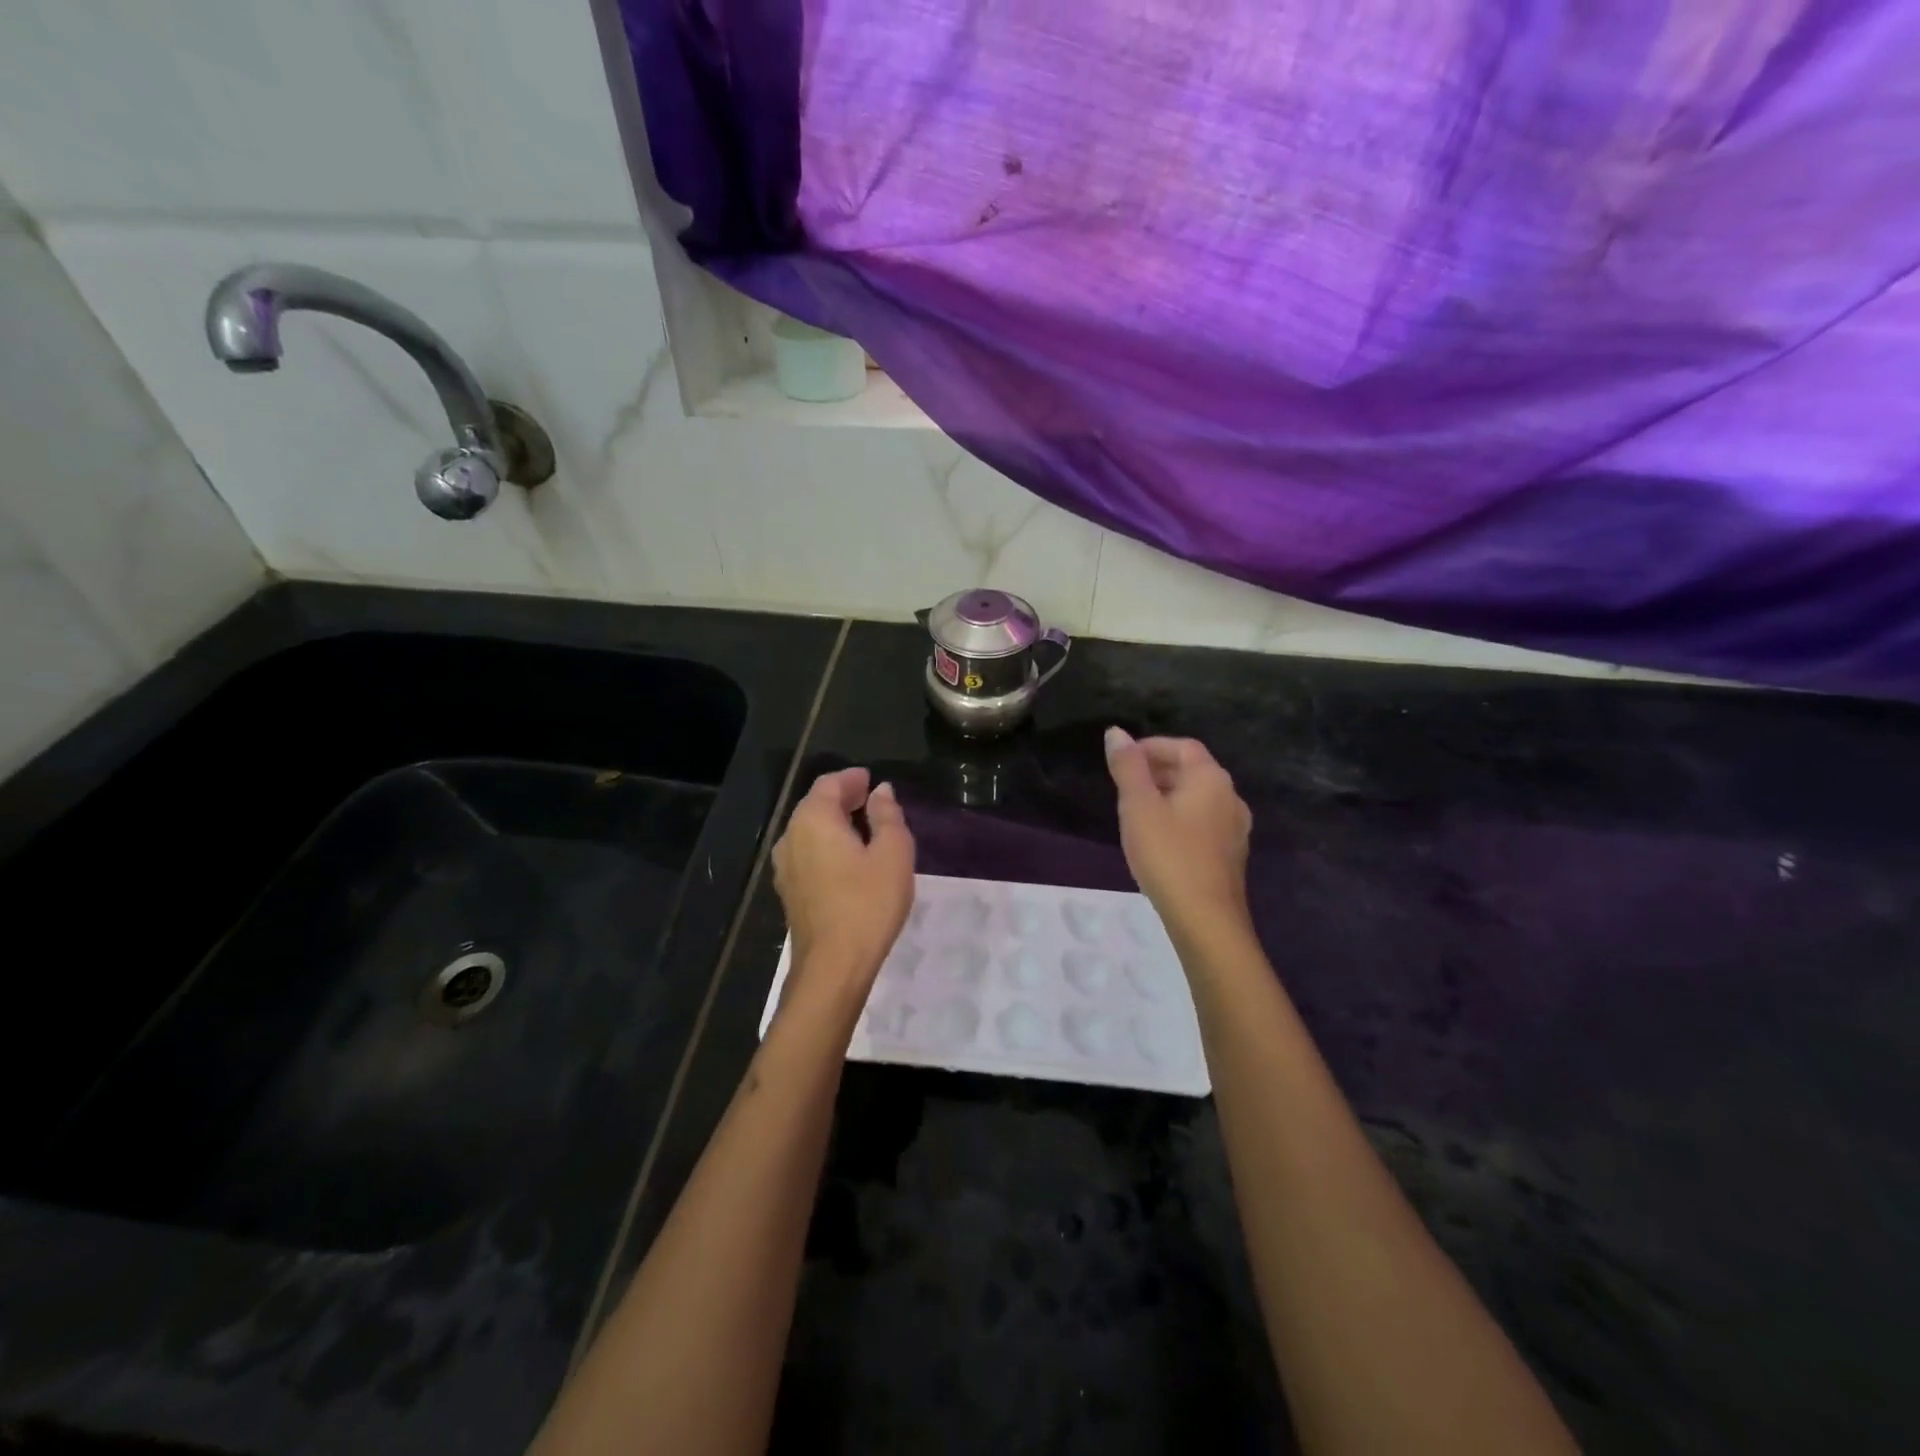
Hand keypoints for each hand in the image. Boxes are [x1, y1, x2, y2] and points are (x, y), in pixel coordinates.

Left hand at [772, 767, 914, 999]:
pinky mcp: (789, 891)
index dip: (852, 778)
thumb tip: (881, 791)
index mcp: (813, 820)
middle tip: (871, 799)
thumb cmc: (868, 903)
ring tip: (864, 827)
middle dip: (842, 798)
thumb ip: (887, 816)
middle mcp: (791, 837)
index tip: (871, 780)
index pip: (829, 784)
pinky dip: (827, 844)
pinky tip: (848, 858)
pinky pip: (807, 853)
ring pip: (809, 830)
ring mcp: (785, 867)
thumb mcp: (893, 853)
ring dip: (834, 822)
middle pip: (815, 805)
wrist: (833, 966)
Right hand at [1105, 728, 1251, 940]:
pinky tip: (1158, 839)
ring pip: (1198, 798)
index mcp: (1211, 779)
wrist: (1206, 920)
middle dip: (1158, 770)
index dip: (1151, 747)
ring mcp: (1235, 828)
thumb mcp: (1138, 806)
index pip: (1182, 746)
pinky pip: (1202, 822)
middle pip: (1193, 770)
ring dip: (1168, 795)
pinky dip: (1179, 818)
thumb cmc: (1168, 855)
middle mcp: (1230, 797)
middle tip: (1124, 784)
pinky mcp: (1231, 855)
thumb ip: (1127, 767)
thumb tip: (1116, 733)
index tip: (1121, 760)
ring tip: (1136, 810)